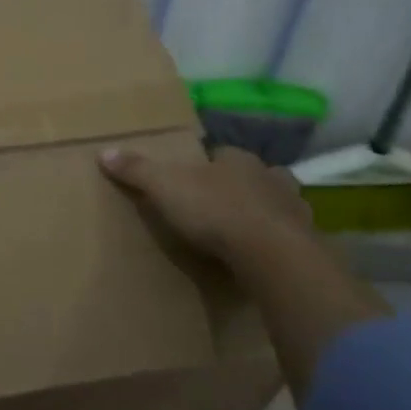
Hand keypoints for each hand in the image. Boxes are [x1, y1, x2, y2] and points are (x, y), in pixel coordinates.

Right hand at [99, 144, 313, 261]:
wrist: (272, 253)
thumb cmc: (216, 211)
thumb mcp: (166, 187)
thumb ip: (137, 170)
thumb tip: (104, 152)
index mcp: (238, 159)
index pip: (221, 154)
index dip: (208, 165)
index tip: (194, 181)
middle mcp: (270, 176)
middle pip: (253, 176)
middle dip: (240, 187)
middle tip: (219, 207)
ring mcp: (293, 209)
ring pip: (277, 204)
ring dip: (264, 213)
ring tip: (245, 233)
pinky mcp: (307, 241)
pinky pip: (291, 237)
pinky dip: (279, 243)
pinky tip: (265, 257)